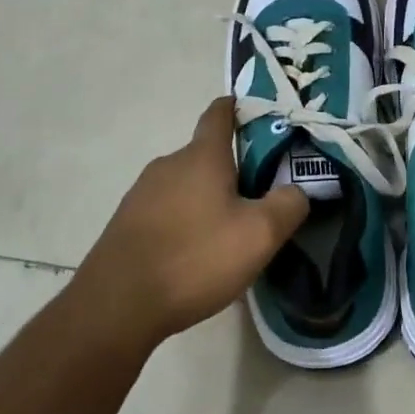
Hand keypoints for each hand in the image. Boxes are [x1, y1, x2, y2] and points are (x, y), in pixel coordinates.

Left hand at [69, 98, 308, 353]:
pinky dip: (185, 220)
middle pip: (206, 154)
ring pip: (185, 184)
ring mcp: (142, 193)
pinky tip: (195, 252)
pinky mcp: (126, 223)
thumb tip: (297, 190)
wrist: (117, 305)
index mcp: (202, 156)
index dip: (238, 108)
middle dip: (232, 168)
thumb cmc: (195, 258)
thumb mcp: (259, 235)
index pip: (219, 114)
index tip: (257, 115)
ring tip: (229, 231)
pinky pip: (166, 210)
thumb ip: (288, 205)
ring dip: (207, 197)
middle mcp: (169, 164)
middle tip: (260, 195)